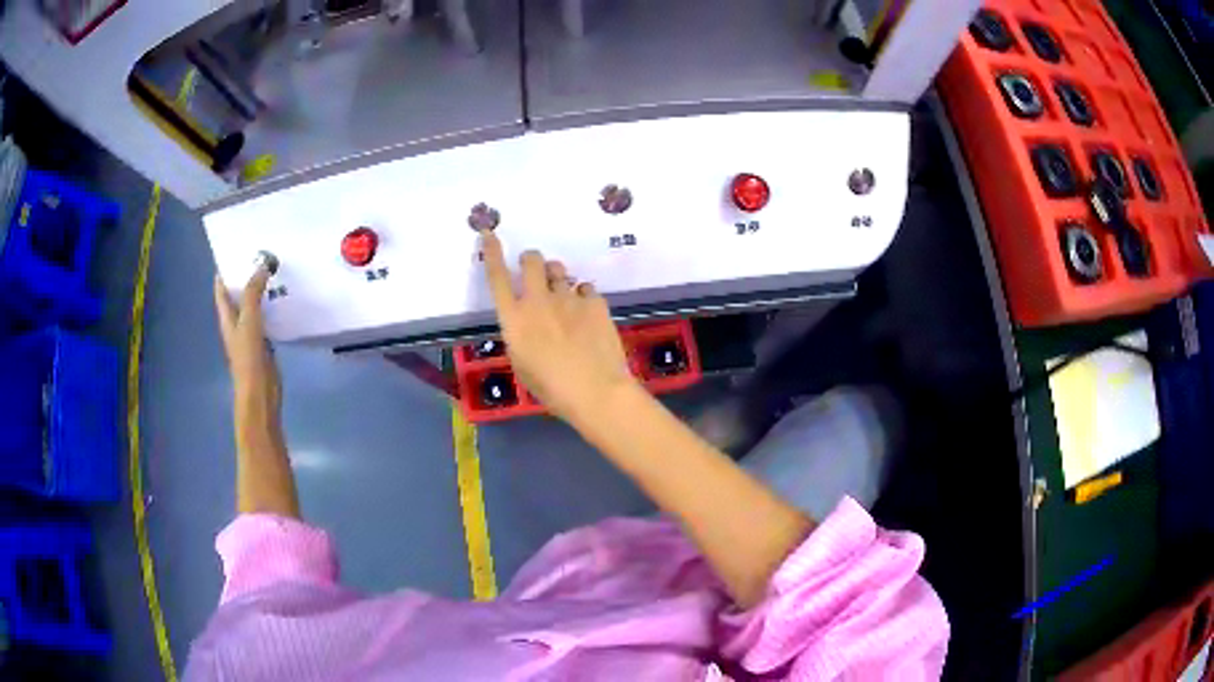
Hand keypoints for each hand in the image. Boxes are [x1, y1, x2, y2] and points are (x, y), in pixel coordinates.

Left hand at [213, 267, 279, 406]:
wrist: (260, 391)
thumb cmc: (248, 357)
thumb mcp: (249, 320)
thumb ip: (253, 293)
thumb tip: (262, 267)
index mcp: (227, 317)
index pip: (221, 289)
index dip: (226, 270)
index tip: (237, 251)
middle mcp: (236, 322)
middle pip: (237, 295)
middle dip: (246, 277)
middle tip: (260, 256)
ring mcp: (249, 333)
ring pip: (253, 305)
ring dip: (260, 291)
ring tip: (273, 272)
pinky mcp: (263, 342)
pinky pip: (265, 318)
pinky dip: (270, 306)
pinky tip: (281, 299)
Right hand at [480, 230, 635, 422]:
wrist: (595, 391)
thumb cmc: (551, 388)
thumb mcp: (522, 363)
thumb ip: (519, 333)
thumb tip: (525, 320)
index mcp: (514, 318)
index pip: (497, 276)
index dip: (491, 252)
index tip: (489, 234)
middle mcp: (538, 300)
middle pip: (532, 260)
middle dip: (531, 260)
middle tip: (535, 272)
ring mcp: (568, 297)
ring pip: (559, 269)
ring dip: (556, 277)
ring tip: (563, 296)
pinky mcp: (594, 301)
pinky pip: (584, 288)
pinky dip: (582, 296)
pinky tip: (586, 315)